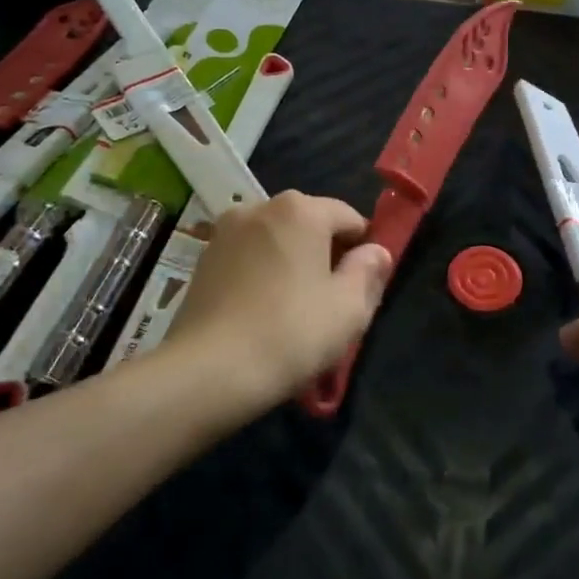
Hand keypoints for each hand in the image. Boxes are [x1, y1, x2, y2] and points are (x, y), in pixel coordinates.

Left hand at [164, 190, 391, 410]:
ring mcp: (225, 231)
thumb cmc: (291, 333)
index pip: (349, 217)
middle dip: (326, 253)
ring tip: (294, 307)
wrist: (208, 371)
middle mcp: (260, 206)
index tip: (363, 285)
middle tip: (331, 300)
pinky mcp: (202, 259)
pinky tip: (262, 311)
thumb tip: (376, 251)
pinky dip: (262, 273)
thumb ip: (369, 272)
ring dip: (292, 262)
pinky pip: (248, 257)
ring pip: (276, 240)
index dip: (364, 249)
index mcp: (301, 210)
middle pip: (310, 224)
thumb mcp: (350, 308)